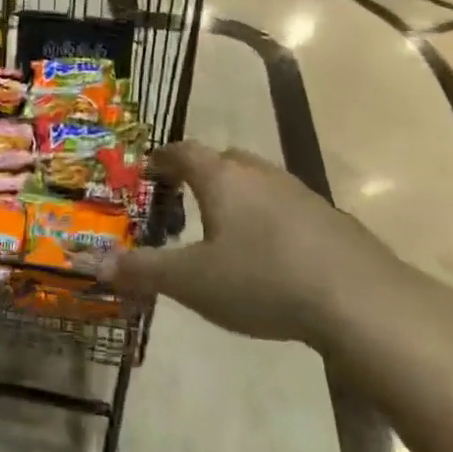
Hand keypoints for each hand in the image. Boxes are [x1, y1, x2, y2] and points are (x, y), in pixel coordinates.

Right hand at [104, 141, 401, 347]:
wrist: (360, 299)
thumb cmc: (262, 280)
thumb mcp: (192, 281)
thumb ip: (142, 270)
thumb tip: (92, 263)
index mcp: (221, 177)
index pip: (183, 152)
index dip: (161, 158)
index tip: (146, 170)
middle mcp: (258, 173)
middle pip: (222, 160)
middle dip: (199, 174)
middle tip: (182, 198)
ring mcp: (298, 192)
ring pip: (256, 181)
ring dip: (236, 194)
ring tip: (223, 225)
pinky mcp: (329, 217)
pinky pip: (285, 204)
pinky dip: (268, 217)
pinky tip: (270, 251)